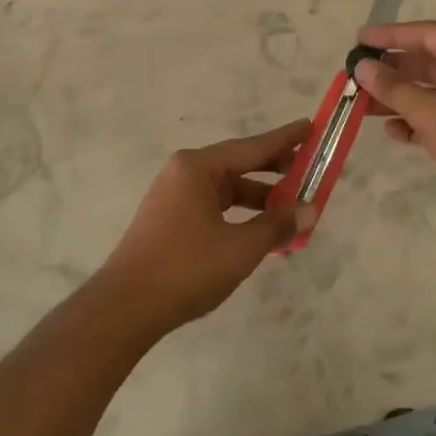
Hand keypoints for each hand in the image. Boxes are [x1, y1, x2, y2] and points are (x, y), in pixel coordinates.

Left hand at [97, 119, 312, 336]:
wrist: (125, 308)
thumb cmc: (186, 269)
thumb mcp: (240, 248)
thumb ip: (277, 225)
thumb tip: (308, 210)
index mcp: (197, 168)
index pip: (251, 147)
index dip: (285, 139)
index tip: (310, 127)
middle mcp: (184, 173)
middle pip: (238, 164)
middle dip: (275, 169)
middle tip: (309, 168)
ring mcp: (174, 196)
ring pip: (227, 188)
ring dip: (259, 198)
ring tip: (291, 208)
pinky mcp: (170, 220)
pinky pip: (214, 206)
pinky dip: (239, 214)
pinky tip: (260, 231)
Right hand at [351, 21, 435, 210]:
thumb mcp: (428, 110)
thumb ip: (392, 87)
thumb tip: (363, 67)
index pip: (427, 33)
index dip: (390, 35)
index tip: (360, 39)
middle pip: (429, 62)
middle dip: (393, 71)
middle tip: (359, 76)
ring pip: (434, 90)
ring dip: (401, 98)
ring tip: (364, 106)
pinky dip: (419, 119)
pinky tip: (393, 132)